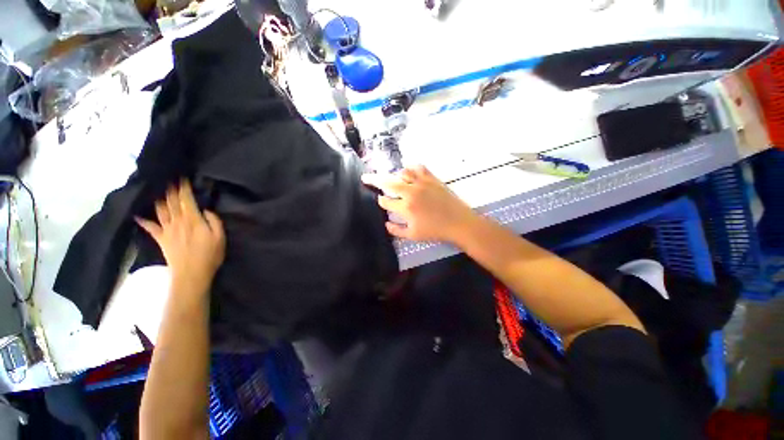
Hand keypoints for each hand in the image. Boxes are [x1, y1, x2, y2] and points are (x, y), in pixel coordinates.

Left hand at [136, 181, 224, 294]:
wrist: (191, 274)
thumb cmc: (210, 255)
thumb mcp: (220, 237)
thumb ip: (214, 221)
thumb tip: (206, 210)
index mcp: (193, 220)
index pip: (187, 200)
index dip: (184, 188)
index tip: (182, 178)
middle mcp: (178, 221)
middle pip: (172, 202)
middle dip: (171, 190)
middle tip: (169, 180)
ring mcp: (167, 230)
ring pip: (161, 210)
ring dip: (159, 199)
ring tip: (158, 191)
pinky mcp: (161, 239)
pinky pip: (150, 227)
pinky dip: (143, 220)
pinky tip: (137, 215)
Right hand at [361, 165, 476, 242]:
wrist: (458, 223)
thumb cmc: (435, 231)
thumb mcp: (413, 235)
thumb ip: (396, 230)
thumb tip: (385, 223)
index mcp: (405, 208)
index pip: (385, 201)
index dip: (381, 201)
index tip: (381, 201)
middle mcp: (411, 192)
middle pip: (388, 182)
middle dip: (374, 180)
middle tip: (365, 177)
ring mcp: (422, 183)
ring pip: (402, 173)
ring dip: (395, 176)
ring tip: (393, 179)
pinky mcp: (432, 179)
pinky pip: (419, 168)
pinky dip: (412, 168)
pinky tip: (410, 172)